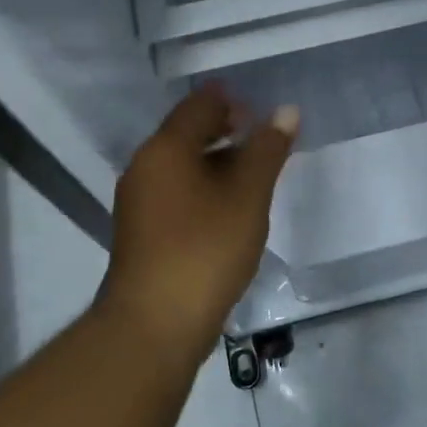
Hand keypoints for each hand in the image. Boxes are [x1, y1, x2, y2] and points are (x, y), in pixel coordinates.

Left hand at [99, 84, 298, 356]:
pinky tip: (230, 209)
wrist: (153, 325)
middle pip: (187, 132)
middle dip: (226, 131)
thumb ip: (267, 150)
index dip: (233, 101)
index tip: (264, 113)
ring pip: (182, 164)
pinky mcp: (142, 231)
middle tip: (265, 143)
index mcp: (165, 148)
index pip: (199, 104)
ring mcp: (139, 201)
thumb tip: (286, 110)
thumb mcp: (247, 196)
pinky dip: (204, 188)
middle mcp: (145, 166)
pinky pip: (176, 191)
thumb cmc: (204, 249)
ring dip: (217, 161)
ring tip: (255, 177)